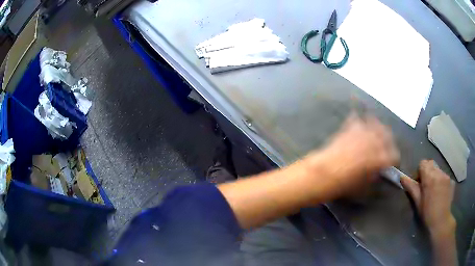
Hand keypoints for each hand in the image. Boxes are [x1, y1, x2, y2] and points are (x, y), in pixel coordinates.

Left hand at [305, 113, 399, 198]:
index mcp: (381, 157)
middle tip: (385, 147)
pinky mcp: (351, 126)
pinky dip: (360, 120)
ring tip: (375, 134)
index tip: (391, 163)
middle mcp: (375, 141)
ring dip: (378, 128)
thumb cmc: (344, 184)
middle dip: (388, 141)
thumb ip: (375, 175)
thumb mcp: (364, 186)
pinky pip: (358, 118)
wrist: (323, 173)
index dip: (394, 160)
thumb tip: (378, 169)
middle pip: (388, 135)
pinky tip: (359, 123)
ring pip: (376, 123)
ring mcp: (363, 131)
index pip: (394, 155)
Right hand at [400, 160, 455, 239]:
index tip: (419, 183)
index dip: (419, 171)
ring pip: (438, 169)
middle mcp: (439, 172)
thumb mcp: (417, 202)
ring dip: (434, 175)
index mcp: (429, 177)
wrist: (441, 221)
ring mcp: (446, 176)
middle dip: (427, 171)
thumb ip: (411, 187)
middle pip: (431, 164)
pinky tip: (440, 192)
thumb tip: (402, 177)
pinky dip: (440, 180)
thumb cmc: (427, 213)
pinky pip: (443, 175)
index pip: (423, 163)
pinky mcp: (451, 180)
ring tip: (433, 190)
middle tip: (425, 186)